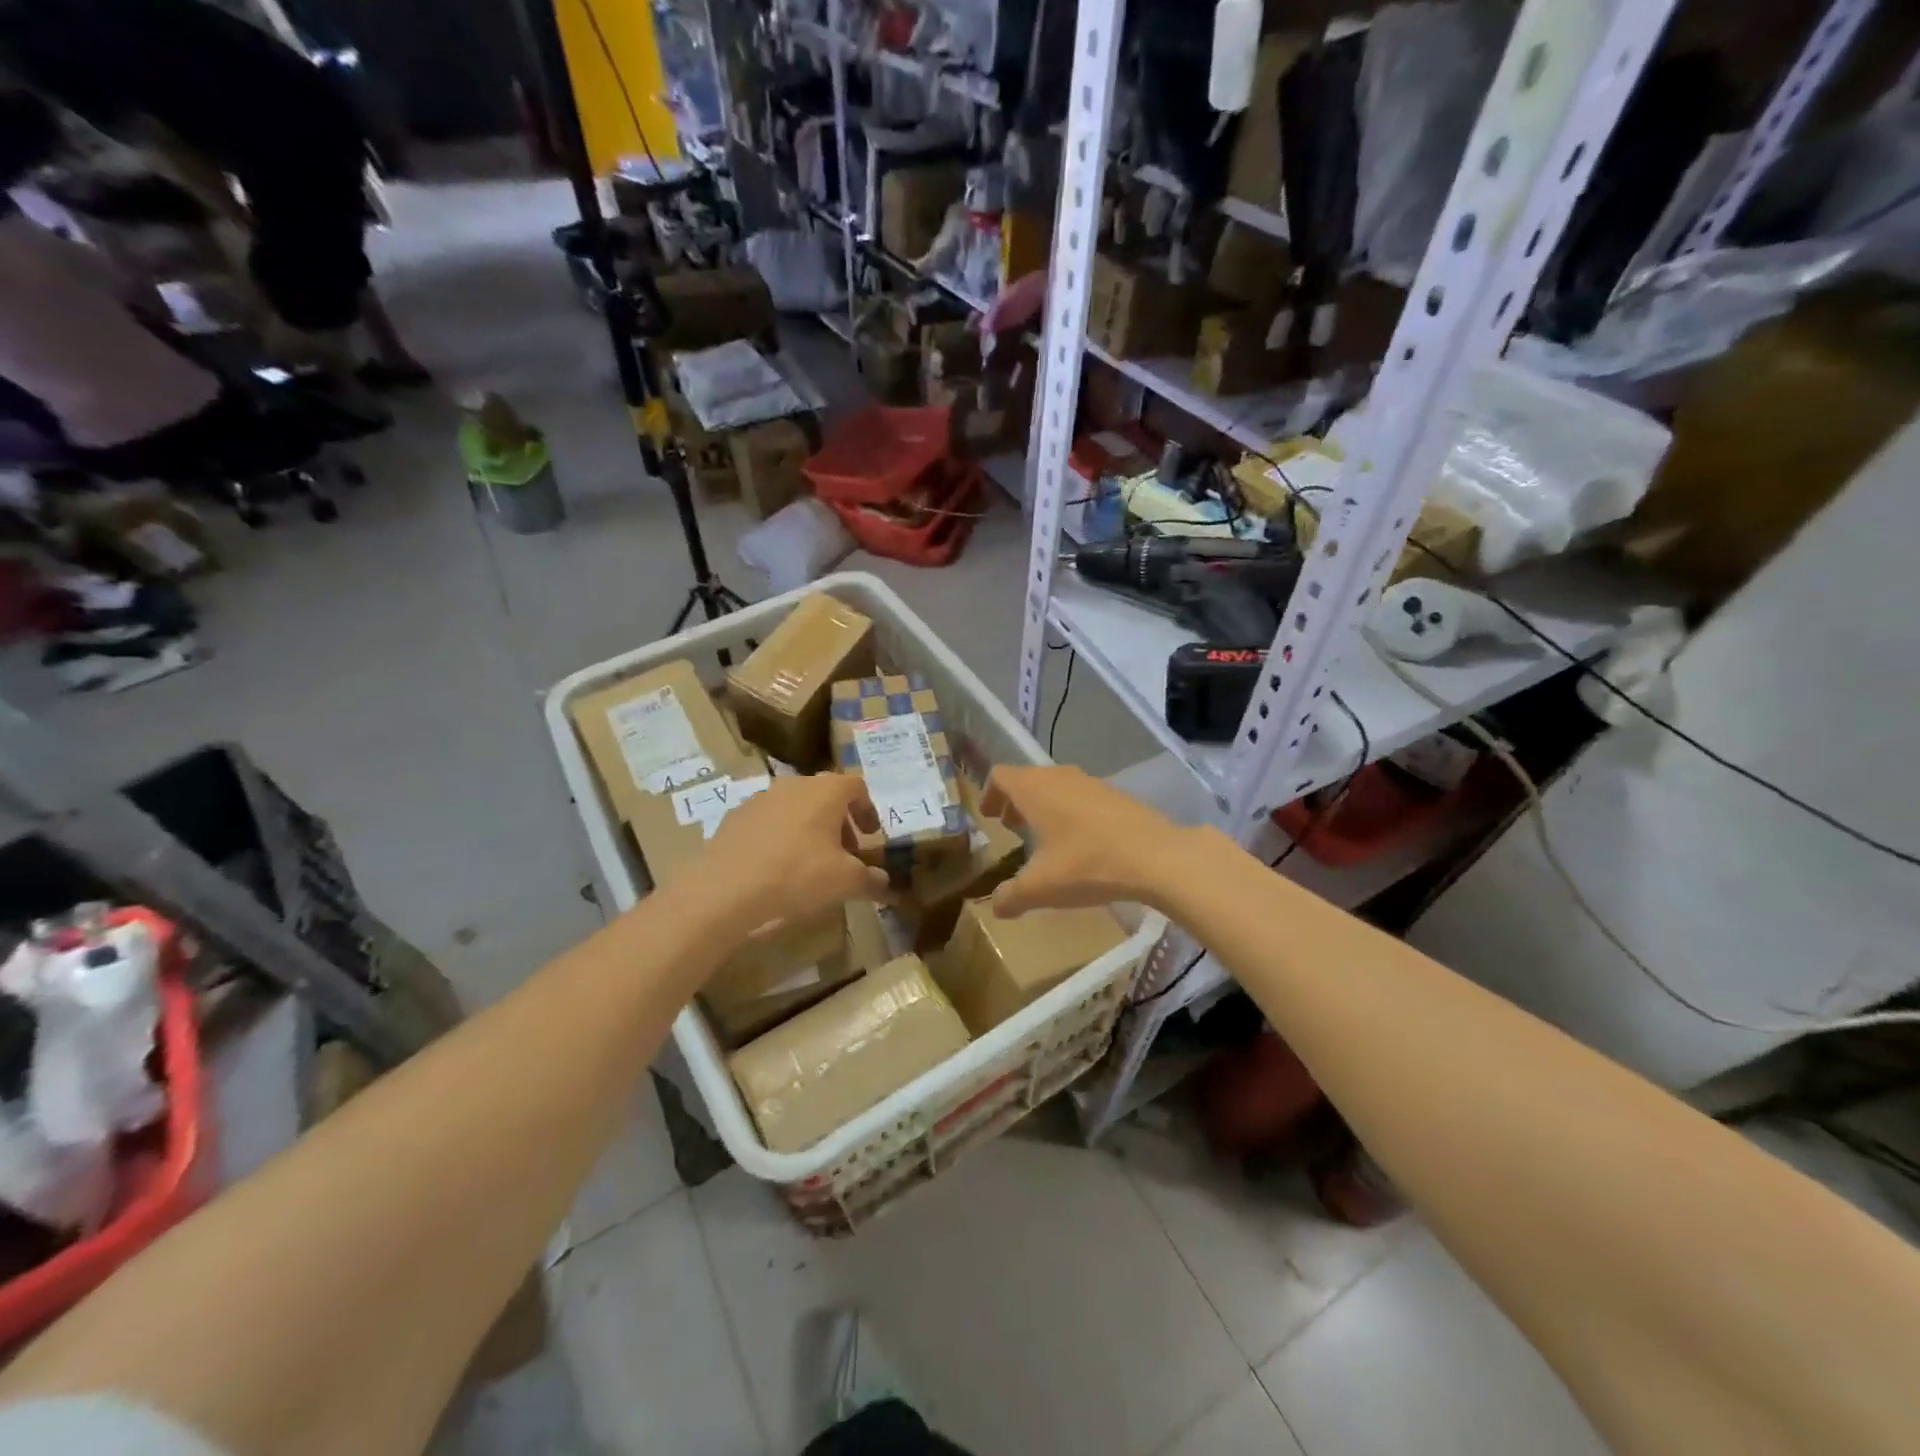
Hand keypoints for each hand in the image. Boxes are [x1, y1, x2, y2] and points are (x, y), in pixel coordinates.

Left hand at [693, 775, 889, 924]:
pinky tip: (777, 866)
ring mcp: (761, 798)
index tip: (871, 836)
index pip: (856, 786)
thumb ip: (871, 879)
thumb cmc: (797, 874)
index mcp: (825, 791)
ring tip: (811, 861)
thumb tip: (886, 884)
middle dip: (840, 822)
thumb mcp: (844, 882)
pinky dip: (781, 836)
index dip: (868, 810)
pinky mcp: (736, 817)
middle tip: (845, 852)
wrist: (726, 888)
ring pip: (795, 806)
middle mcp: (794, 784)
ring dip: (810, 827)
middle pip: (825, 795)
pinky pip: (769, 821)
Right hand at [983, 765, 1191, 916]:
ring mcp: (1091, 782)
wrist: (1156, 856)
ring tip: (1044, 835)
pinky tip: (1081, 841)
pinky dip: (1070, 810)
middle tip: (1011, 825)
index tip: (989, 816)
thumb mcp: (1041, 888)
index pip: (1001, 776)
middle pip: (1028, 778)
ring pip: (1057, 785)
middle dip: (1016, 801)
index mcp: (1034, 789)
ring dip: (1044, 805)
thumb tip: (996, 906)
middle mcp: (1060, 777)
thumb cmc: (1087, 864)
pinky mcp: (1117, 795)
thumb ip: (1012, 896)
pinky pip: (1081, 796)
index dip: (990, 793)